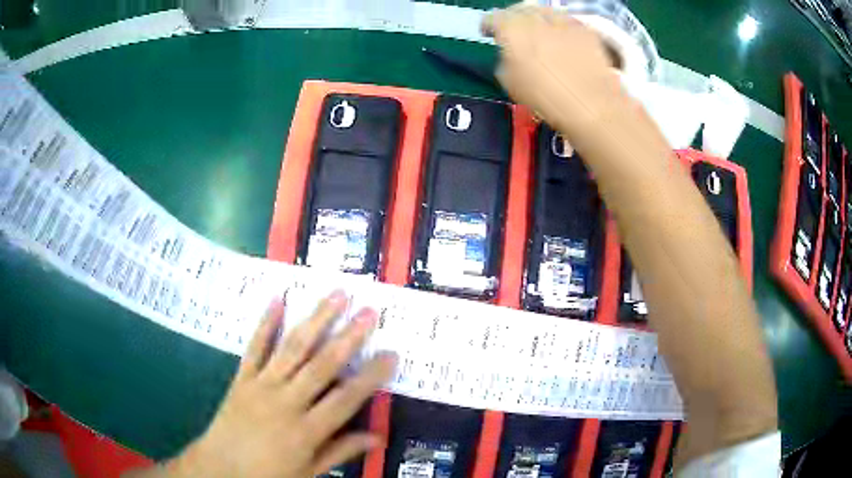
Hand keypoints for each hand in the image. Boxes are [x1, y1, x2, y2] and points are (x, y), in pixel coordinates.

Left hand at [142, 291, 396, 477]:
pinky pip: (254, 347)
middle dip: (348, 337)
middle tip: (368, 311)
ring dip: (315, 320)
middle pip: (322, 366)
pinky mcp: (242, 378)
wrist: (220, 467)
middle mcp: (286, 403)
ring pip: (292, 348)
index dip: (371, 376)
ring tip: (335, 295)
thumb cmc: (268, 474)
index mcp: (306, 430)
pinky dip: (266, 323)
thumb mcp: (309, 472)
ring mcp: (261, 386)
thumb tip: (377, 438)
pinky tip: (278, 299)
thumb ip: (341, 452)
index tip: (391, 354)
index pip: (346, 399)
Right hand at [482, 5, 628, 141]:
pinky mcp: (585, 30)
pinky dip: (561, 27)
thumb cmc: (544, 97)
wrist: (590, 104)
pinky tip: (563, 39)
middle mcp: (535, 17)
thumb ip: (504, 59)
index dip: (489, 26)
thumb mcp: (509, 82)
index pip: (492, 18)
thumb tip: (509, 53)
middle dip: (514, 19)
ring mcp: (563, 20)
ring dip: (538, 19)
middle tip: (515, 32)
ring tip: (540, 32)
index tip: (489, 34)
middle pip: (519, 10)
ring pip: (544, 11)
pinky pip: (567, 22)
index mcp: (511, 28)